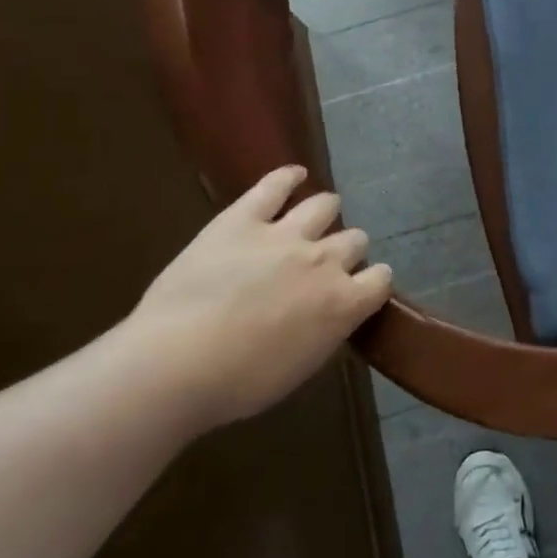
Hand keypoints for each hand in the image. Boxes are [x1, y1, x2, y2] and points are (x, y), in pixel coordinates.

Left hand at [122, 167, 391, 430]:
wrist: (175, 364)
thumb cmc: (238, 383)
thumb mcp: (301, 367)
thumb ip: (326, 331)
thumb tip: (330, 315)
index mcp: (344, 302)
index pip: (381, 279)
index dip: (371, 283)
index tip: (358, 291)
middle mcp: (325, 261)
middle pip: (355, 240)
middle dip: (346, 251)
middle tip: (322, 265)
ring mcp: (285, 235)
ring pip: (324, 205)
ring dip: (325, 212)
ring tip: (315, 218)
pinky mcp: (243, 219)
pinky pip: (274, 185)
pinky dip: (288, 177)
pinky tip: (294, 174)